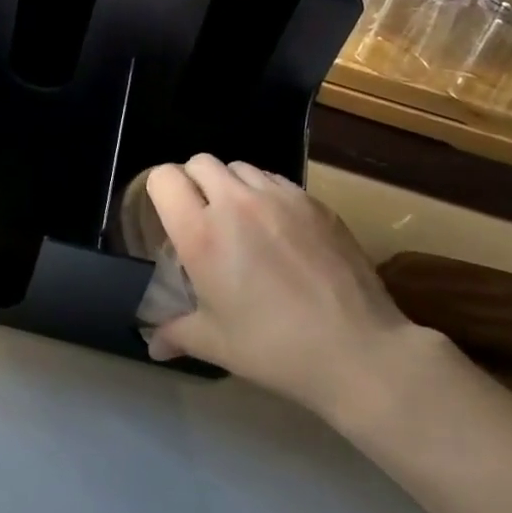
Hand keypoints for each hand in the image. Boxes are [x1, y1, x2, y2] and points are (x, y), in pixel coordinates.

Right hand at [145, 155, 417, 415]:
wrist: (358, 351)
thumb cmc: (274, 349)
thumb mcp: (216, 344)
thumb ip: (176, 334)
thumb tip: (153, 345)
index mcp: (200, 234)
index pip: (164, 178)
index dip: (160, 191)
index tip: (167, 214)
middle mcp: (235, 203)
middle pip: (200, 162)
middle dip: (194, 182)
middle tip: (202, 217)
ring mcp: (278, 197)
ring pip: (239, 167)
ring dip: (231, 185)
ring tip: (241, 220)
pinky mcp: (314, 202)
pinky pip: (276, 180)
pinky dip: (266, 194)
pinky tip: (278, 229)